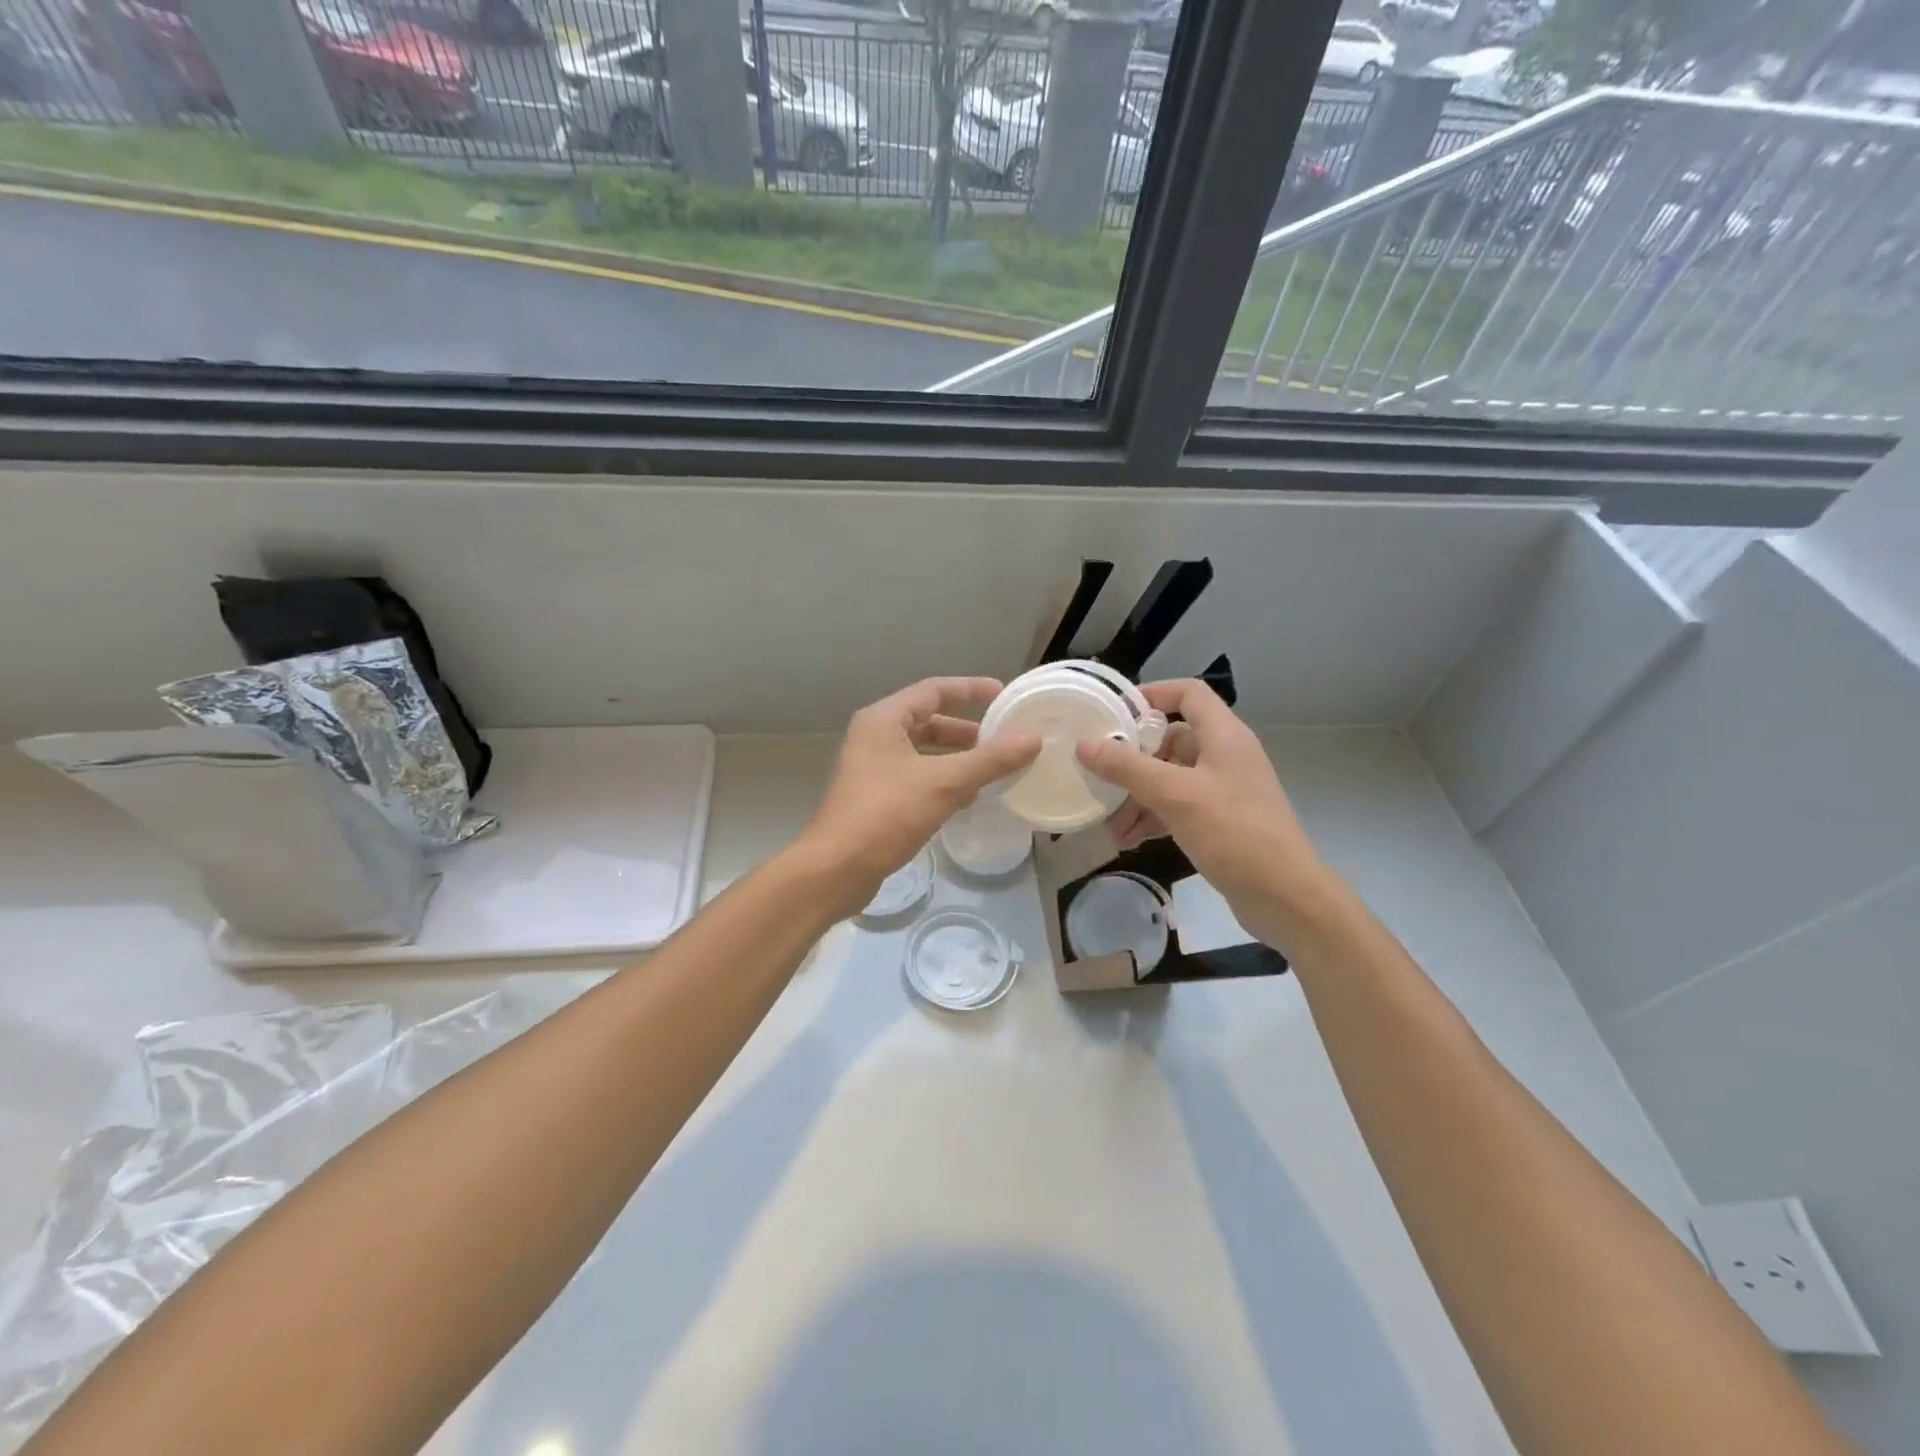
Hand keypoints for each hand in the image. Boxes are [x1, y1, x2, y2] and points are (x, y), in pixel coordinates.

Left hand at [799, 677, 1040, 913]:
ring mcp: (873, 768)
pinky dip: (943, 780)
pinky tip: (968, 797)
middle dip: (966, 730)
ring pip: (924, 752)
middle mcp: (875, 737)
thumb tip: (1033, 739)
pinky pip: (917, 777)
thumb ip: (990, 760)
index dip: (971, 689)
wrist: (837, 869)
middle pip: (928, 721)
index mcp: (884, 720)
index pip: (934, 690)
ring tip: (993, 768)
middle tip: (1003, 737)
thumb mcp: (944, 783)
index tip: (1004, 695)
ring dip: (957, 757)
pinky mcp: (876, 797)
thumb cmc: (886, 814)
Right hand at [1077, 680, 1329, 947]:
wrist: (1285, 897)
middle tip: (1097, 776)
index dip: (1152, 694)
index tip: (1113, 713)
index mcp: (1224, 736)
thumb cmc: (1235, 833)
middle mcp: (1224, 756)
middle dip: (1131, 761)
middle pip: (1169, 740)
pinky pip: (1175, 808)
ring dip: (1136, 797)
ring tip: (1107, 824)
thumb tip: (1084, 745)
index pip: (1188, 693)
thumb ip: (1128, 768)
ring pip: (1168, 779)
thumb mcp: (1176, 796)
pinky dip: (1151, 819)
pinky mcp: (1218, 822)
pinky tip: (1126, 840)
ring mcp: (1222, 790)